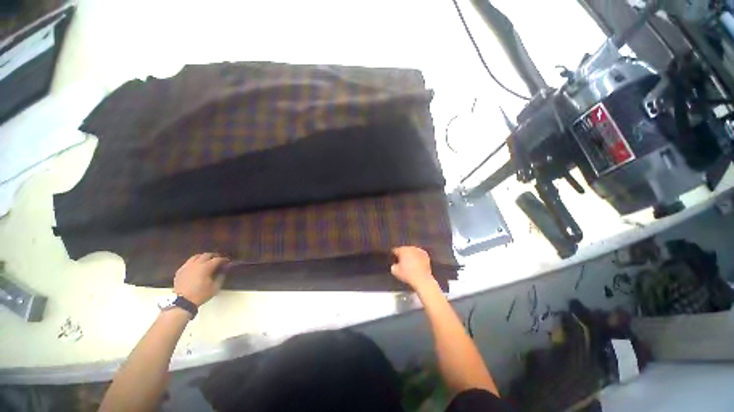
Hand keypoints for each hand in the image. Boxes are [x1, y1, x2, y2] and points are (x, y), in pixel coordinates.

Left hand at [173, 253, 228, 305]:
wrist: (182, 302)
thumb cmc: (201, 294)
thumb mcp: (215, 286)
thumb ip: (221, 275)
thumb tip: (225, 268)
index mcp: (206, 267)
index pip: (217, 259)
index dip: (224, 260)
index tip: (228, 262)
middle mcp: (196, 264)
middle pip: (206, 255)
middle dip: (214, 256)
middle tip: (218, 260)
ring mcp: (187, 266)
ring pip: (196, 256)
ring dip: (203, 257)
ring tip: (207, 261)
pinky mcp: (180, 270)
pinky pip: (188, 262)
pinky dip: (194, 262)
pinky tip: (196, 267)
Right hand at [391, 246, 434, 289]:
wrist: (422, 279)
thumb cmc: (408, 275)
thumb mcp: (395, 272)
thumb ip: (393, 266)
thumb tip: (395, 265)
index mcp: (402, 250)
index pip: (396, 250)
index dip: (394, 254)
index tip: (394, 259)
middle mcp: (410, 248)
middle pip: (404, 249)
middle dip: (403, 254)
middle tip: (402, 261)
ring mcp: (419, 250)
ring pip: (412, 251)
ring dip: (410, 255)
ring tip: (410, 262)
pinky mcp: (425, 254)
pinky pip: (419, 254)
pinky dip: (417, 257)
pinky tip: (417, 263)